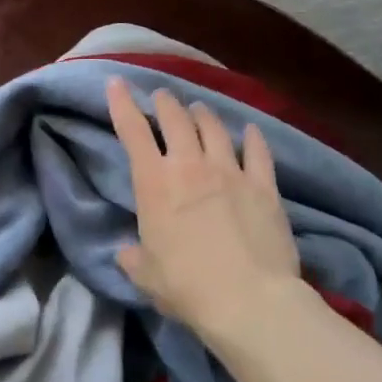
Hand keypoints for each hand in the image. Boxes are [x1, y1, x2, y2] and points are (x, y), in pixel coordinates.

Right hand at [106, 76, 302, 334]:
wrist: (248, 299)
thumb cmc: (186, 286)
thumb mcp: (145, 274)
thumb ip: (133, 257)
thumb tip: (128, 253)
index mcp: (153, 182)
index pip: (132, 131)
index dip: (122, 103)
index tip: (117, 82)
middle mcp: (190, 166)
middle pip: (176, 118)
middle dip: (165, 103)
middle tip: (162, 97)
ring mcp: (230, 171)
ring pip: (214, 127)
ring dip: (202, 114)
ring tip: (198, 109)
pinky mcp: (264, 186)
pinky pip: (258, 151)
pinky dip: (252, 138)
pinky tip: (250, 131)